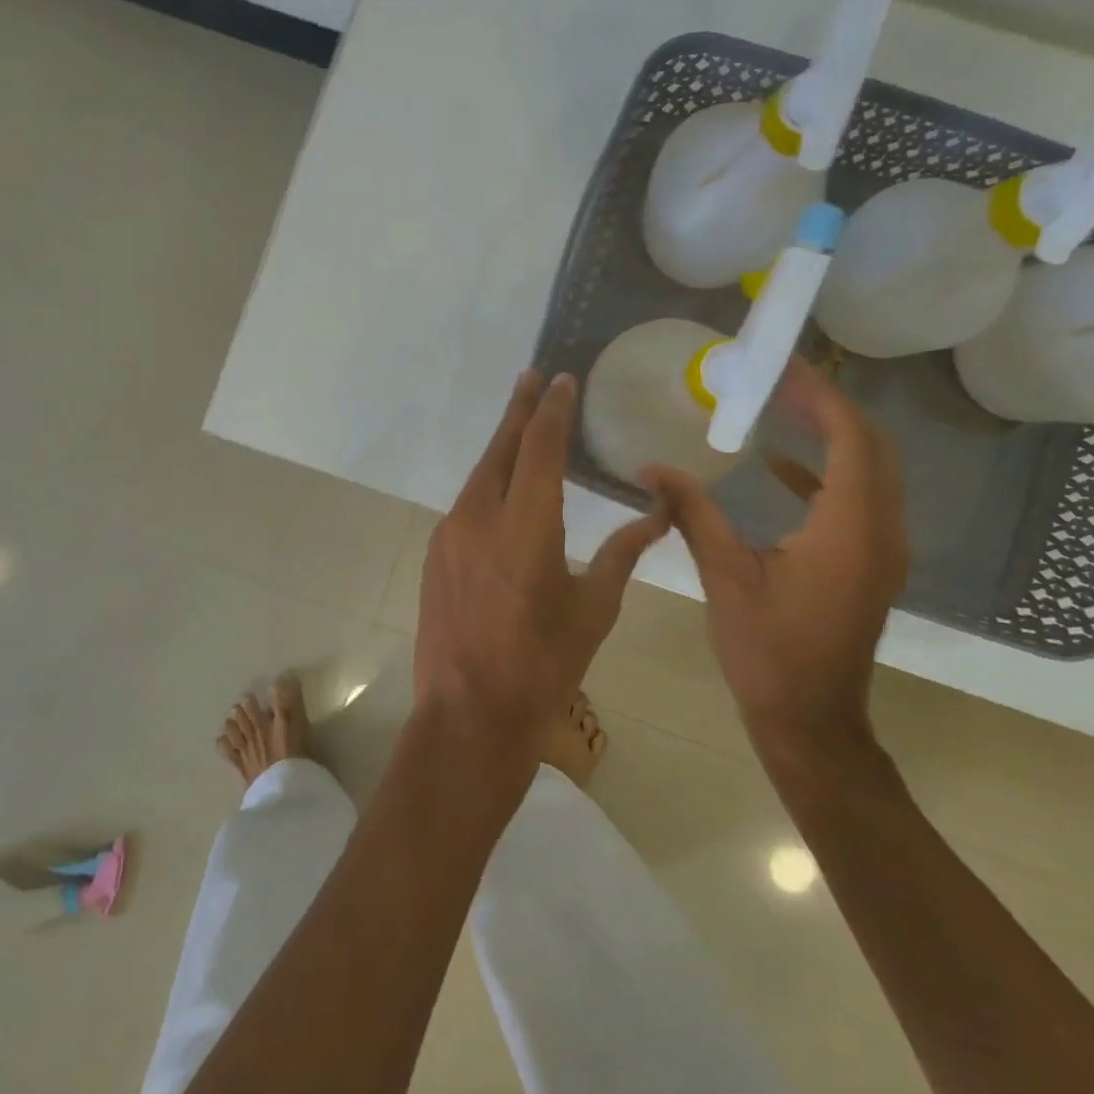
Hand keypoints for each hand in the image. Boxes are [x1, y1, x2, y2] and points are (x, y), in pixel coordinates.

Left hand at [416, 370, 668, 774]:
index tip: (560, 380)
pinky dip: (487, 485)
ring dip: (501, 449)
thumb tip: (657, 513)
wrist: (469, 715)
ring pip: (478, 477)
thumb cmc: (543, 666)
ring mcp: (450, 536)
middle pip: (499, 449)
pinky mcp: (436, 556)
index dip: (551, 410)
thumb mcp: (594, 609)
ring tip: (521, 427)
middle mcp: (479, 517)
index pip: (539, 448)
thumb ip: (622, 552)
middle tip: (531, 379)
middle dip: (518, 411)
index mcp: (525, 525)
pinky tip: (502, 491)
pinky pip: (466, 505)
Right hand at [643, 359, 906, 770]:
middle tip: (775, 380)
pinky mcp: (870, 562)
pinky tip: (779, 468)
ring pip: (871, 469)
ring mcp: (882, 547)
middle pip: (871, 444)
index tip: (779, 367)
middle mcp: (881, 528)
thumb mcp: (725, 575)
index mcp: (850, 526)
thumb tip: (652, 467)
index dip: (819, 394)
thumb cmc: (767, 651)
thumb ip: (693, 513)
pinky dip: (826, 472)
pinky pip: (859, 498)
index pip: (849, 436)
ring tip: (779, 406)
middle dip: (826, 405)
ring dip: (831, 434)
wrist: (811, 719)